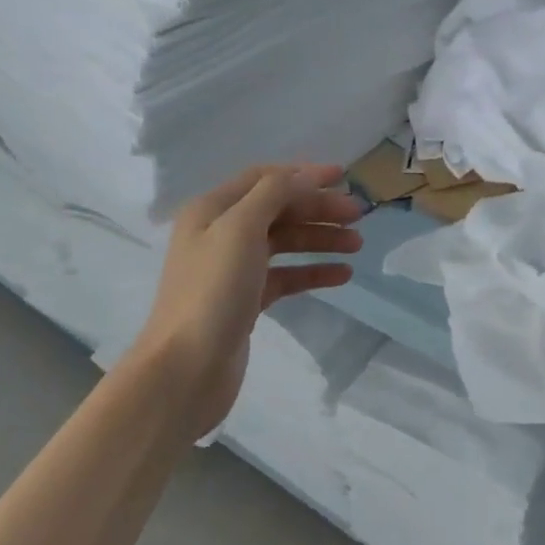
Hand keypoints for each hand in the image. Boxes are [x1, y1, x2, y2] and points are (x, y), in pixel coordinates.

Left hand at [130, 163, 362, 438]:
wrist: (186, 369)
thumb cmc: (213, 290)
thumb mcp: (241, 228)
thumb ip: (274, 193)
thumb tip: (305, 176)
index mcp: (212, 209)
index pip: (264, 178)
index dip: (304, 174)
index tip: (344, 177)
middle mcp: (220, 233)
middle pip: (278, 209)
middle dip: (318, 208)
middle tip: (358, 215)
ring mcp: (233, 269)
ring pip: (285, 242)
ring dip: (320, 238)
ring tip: (357, 245)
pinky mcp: (246, 300)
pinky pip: (286, 276)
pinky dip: (313, 272)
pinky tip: (342, 275)